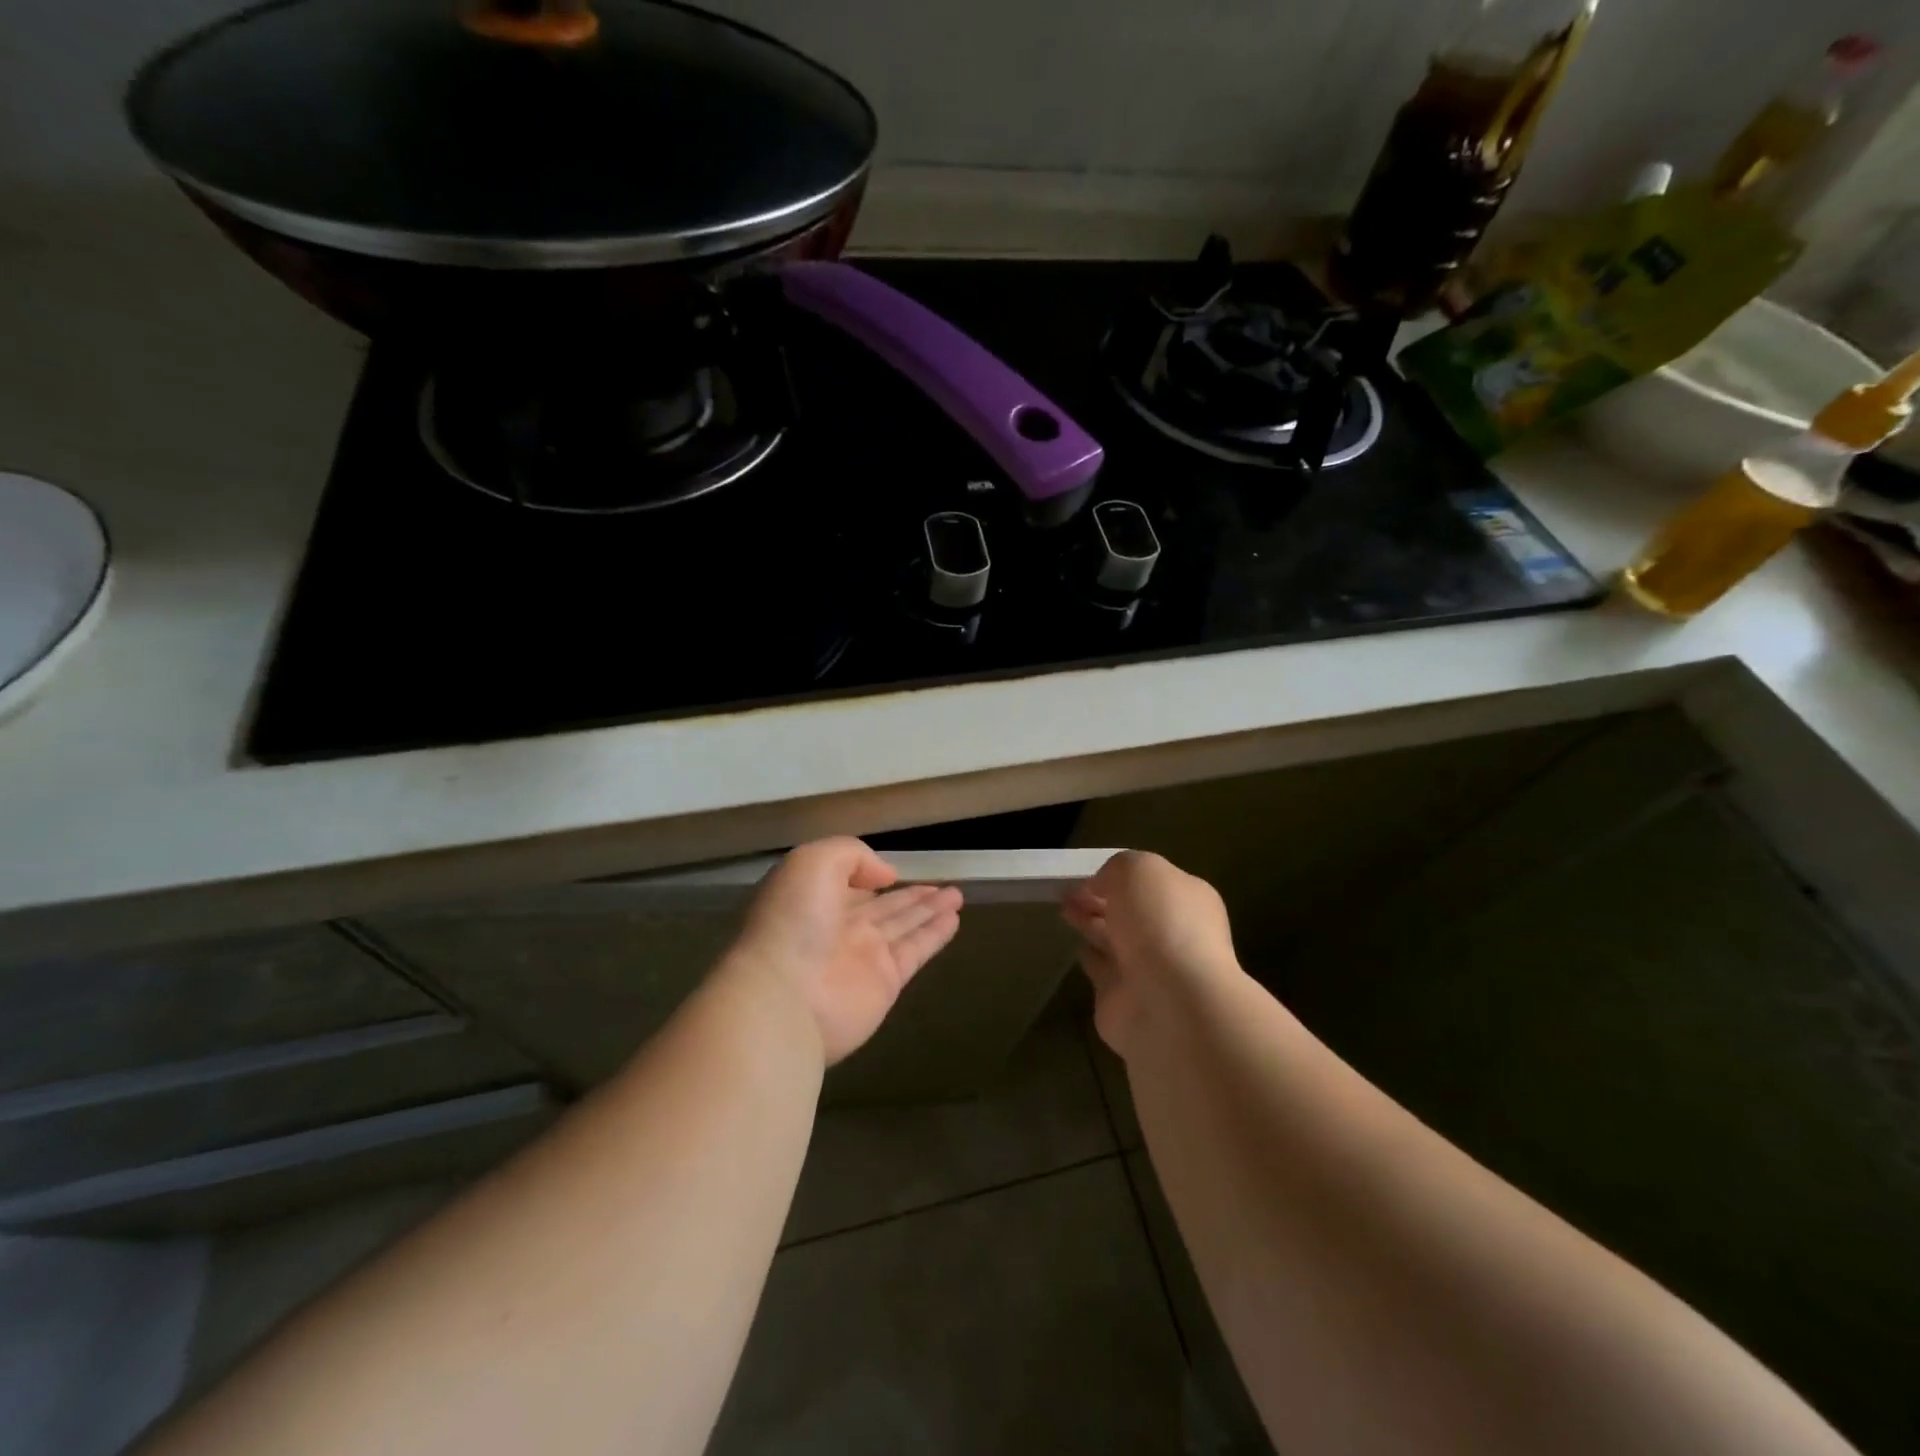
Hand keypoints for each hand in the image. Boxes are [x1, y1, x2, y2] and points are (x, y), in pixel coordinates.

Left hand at [726, 838, 962, 1064]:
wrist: (784, 996)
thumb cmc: (793, 920)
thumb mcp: (814, 862)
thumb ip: (852, 855)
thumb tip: (886, 876)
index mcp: (813, 898)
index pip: (848, 883)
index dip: (871, 875)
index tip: (895, 870)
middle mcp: (838, 927)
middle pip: (883, 906)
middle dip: (911, 895)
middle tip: (944, 884)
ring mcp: (862, 957)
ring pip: (904, 926)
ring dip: (930, 910)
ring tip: (957, 895)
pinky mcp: (885, 983)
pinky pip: (916, 950)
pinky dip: (935, 935)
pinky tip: (954, 919)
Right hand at [1062, 851, 1240, 1060]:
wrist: (1171, 1003)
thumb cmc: (1161, 924)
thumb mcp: (1137, 870)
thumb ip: (1116, 869)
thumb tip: (1098, 888)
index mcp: (1187, 899)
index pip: (1150, 882)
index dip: (1117, 877)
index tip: (1086, 876)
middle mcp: (1172, 933)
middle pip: (1130, 912)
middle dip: (1100, 900)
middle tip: (1066, 892)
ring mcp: (1149, 969)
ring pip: (1115, 940)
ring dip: (1091, 925)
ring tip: (1064, 911)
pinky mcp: (1124, 999)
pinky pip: (1103, 971)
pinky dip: (1091, 959)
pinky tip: (1078, 947)